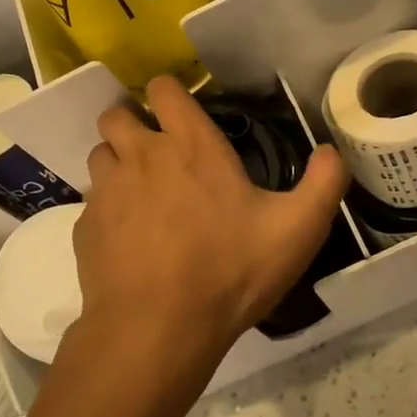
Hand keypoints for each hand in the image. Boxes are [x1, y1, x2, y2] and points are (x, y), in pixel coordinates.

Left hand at [75, 76, 348, 374]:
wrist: (158, 328)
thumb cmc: (230, 272)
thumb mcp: (298, 230)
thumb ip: (324, 184)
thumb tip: (332, 151)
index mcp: (191, 146)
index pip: (164, 89)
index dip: (169, 93)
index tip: (181, 112)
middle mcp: (141, 156)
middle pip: (117, 115)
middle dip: (133, 124)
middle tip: (158, 153)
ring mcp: (107, 191)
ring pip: (100, 155)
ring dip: (117, 164)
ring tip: (142, 195)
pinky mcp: (85, 227)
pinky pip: (92, 202)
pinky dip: (107, 209)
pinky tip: (129, 239)